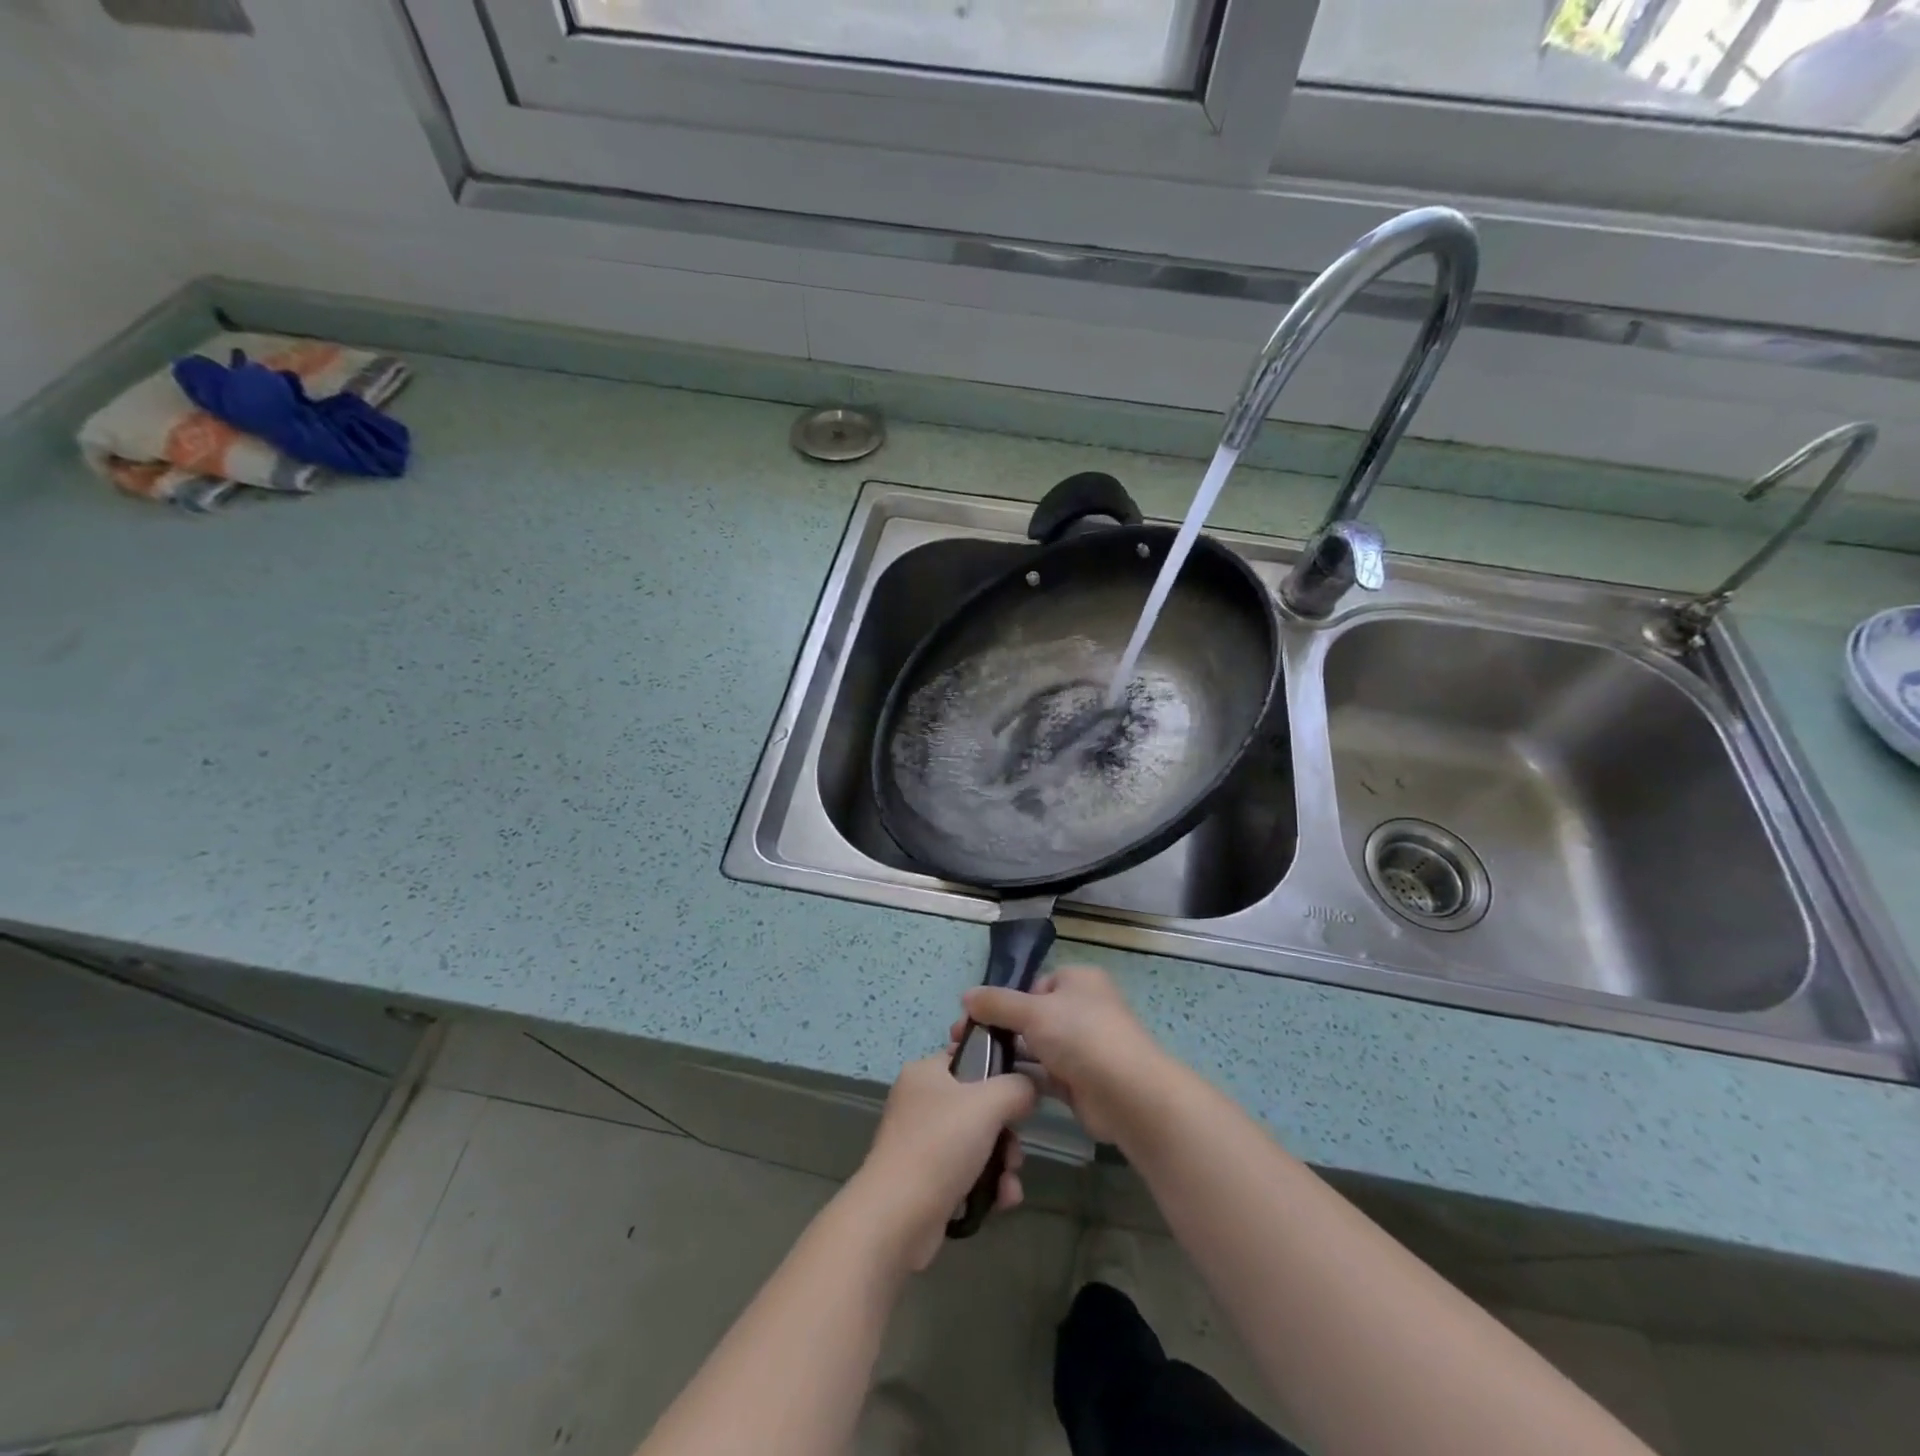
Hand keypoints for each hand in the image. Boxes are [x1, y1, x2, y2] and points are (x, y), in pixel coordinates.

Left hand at [846, 1053, 1037, 1271]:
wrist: (897, 1217)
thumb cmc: (940, 1145)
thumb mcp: (988, 1104)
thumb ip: (1017, 1087)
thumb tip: (1030, 1088)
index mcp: (925, 1072)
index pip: (968, 1056)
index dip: (998, 1070)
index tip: (1020, 1093)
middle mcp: (921, 1102)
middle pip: (979, 1105)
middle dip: (1006, 1133)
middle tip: (1014, 1152)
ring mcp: (922, 1142)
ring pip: (978, 1142)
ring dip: (1002, 1164)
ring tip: (1008, 1185)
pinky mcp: (926, 1179)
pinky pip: (967, 1172)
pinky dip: (987, 1186)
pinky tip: (1001, 1202)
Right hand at [956, 965, 1172, 1145]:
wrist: (1127, 1094)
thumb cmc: (1081, 1036)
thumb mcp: (1033, 1011)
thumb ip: (997, 1003)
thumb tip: (966, 996)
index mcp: (1078, 981)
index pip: (1036, 983)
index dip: (1008, 999)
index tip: (978, 1016)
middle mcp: (1082, 1009)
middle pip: (1033, 1015)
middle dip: (1000, 1029)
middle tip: (962, 1043)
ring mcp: (1082, 1046)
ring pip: (1036, 1046)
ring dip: (1008, 1055)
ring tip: (970, 1067)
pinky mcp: (1079, 1080)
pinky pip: (1043, 1074)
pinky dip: (1022, 1078)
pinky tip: (993, 1085)